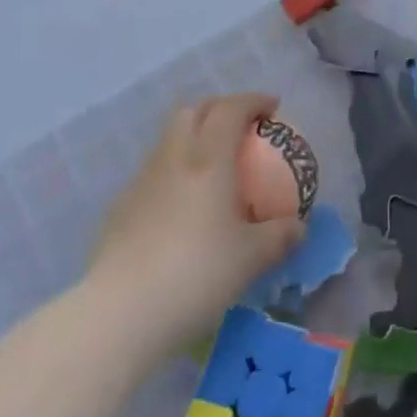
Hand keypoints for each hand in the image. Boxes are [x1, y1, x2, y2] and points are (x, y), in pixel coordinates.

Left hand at [86, 93, 304, 343]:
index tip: (273, 108)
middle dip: (218, 109)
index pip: (230, 109)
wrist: (119, 315)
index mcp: (207, 160)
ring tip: (212, 168)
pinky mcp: (118, 211)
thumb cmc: (195, 274)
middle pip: (191, 112)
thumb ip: (280, 236)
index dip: (253, 101)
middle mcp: (172, 160)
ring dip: (192, 139)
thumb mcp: (252, 258)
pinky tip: (183, 208)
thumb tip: (298, 228)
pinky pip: (153, 175)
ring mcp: (140, 184)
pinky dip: (174, 174)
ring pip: (168, 141)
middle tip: (241, 127)